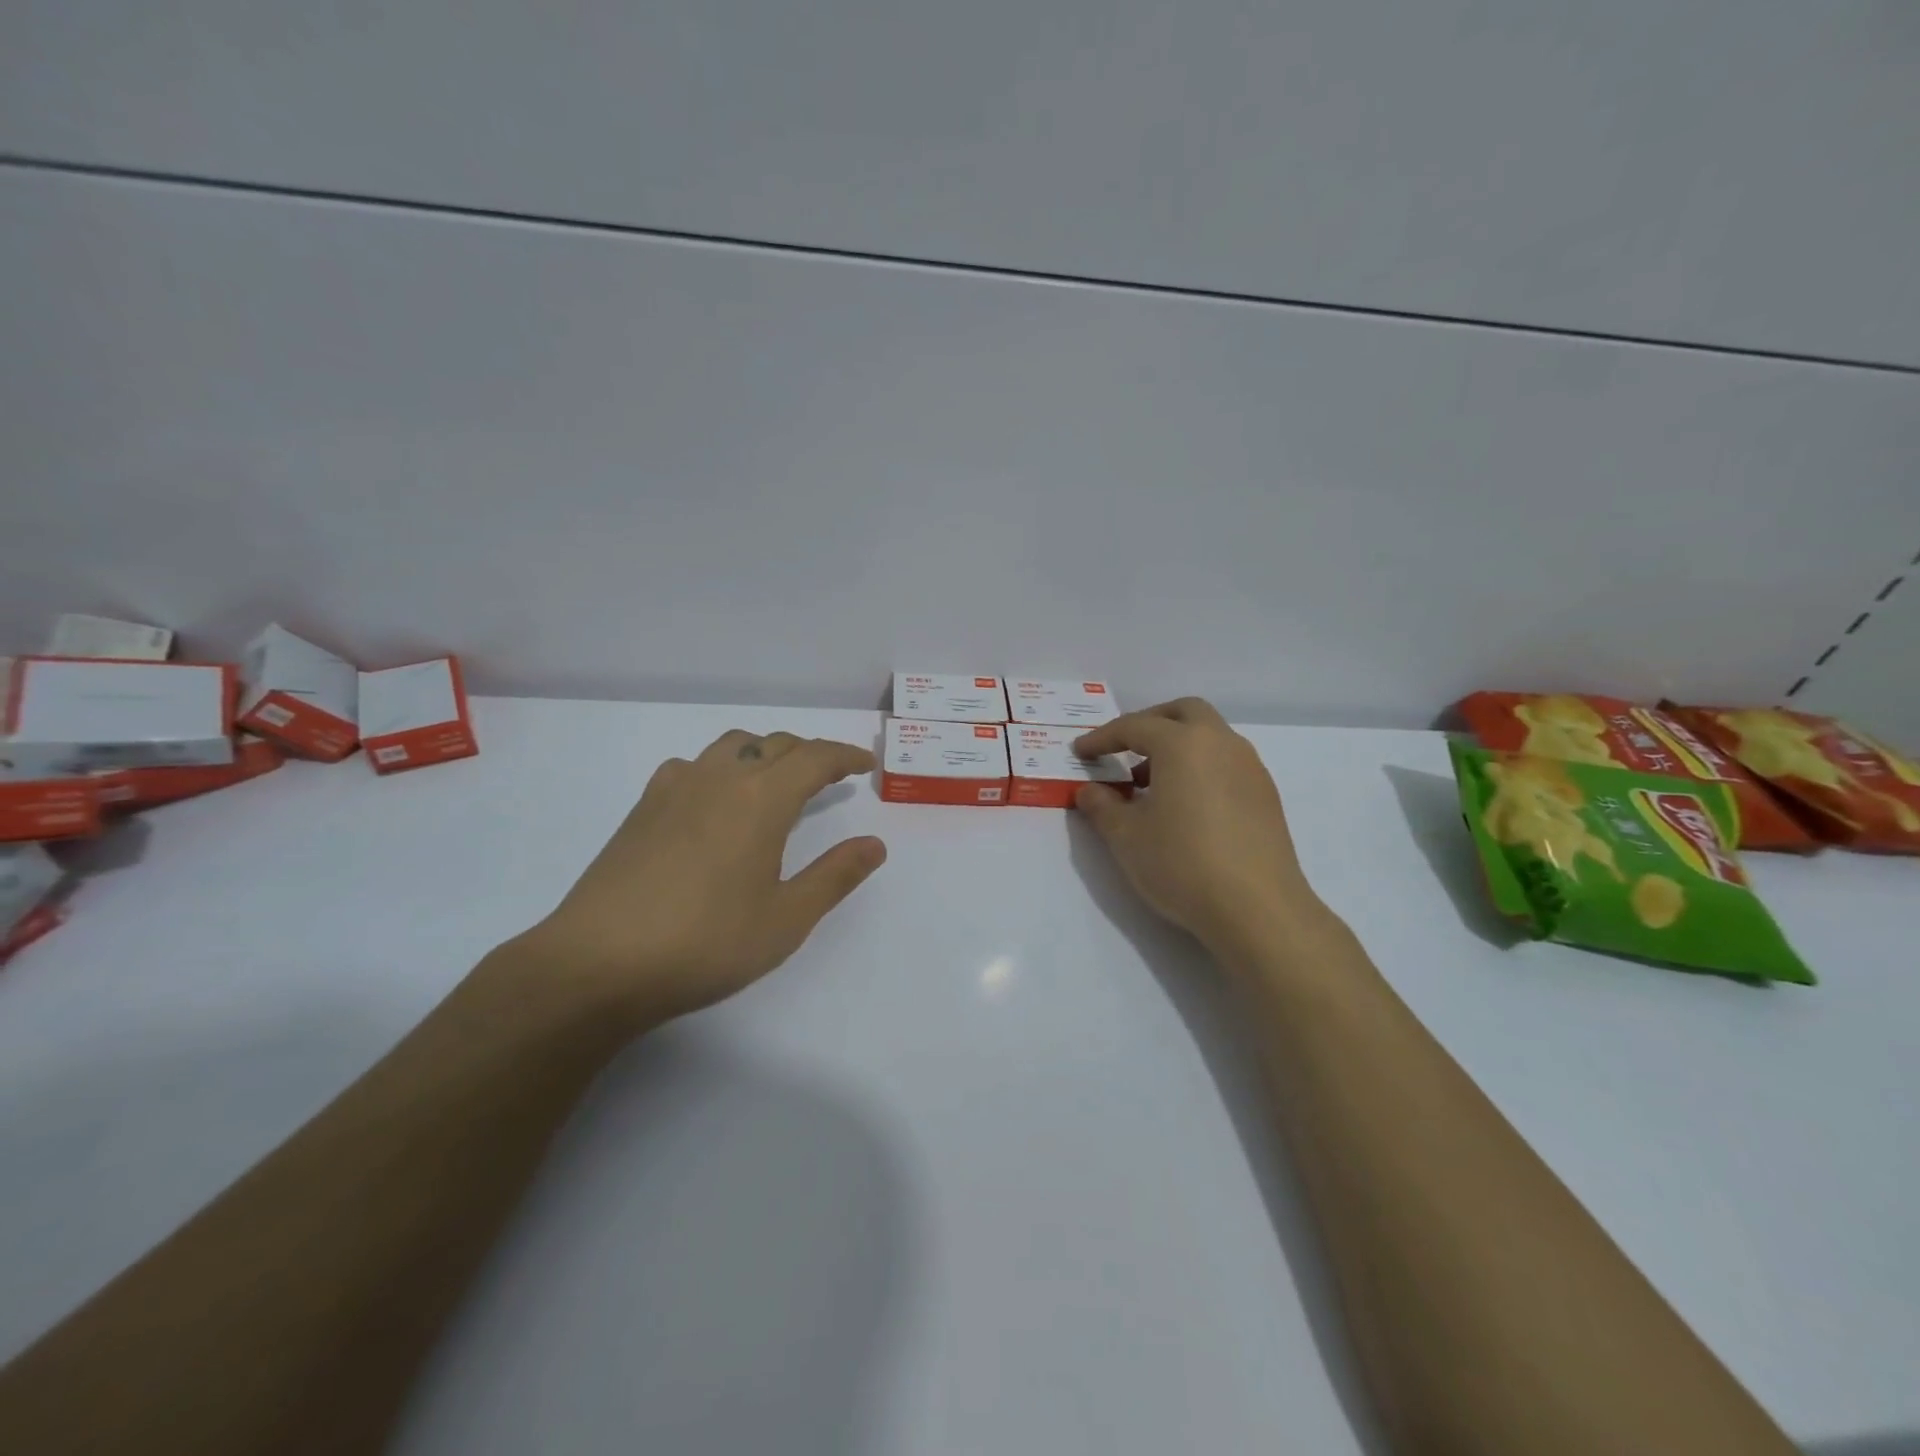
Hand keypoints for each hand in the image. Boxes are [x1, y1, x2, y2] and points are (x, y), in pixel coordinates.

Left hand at [509, 730, 885, 1028]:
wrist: (597, 964)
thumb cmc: (705, 944)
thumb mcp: (786, 919)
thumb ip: (835, 876)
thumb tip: (874, 844)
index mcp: (761, 799)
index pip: (815, 758)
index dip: (844, 756)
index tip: (865, 765)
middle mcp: (720, 778)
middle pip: (775, 744)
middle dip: (810, 753)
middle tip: (831, 776)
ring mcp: (675, 788)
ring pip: (732, 746)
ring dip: (765, 753)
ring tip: (777, 781)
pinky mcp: (643, 807)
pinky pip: (694, 764)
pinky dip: (721, 767)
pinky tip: (716, 800)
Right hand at [1073, 698, 1328, 962]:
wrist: (1257, 909)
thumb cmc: (1182, 864)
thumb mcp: (1126, 837)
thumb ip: (1102, 806)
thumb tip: (1090, 790)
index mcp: (1183, 744)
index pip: (1134, 726)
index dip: (1102, 738)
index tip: (1080, 752)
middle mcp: (1221, 743)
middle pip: (1183, 713)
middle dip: (1150, 724)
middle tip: (1124, 749)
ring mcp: (1250, 767)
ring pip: (1209, 736)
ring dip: (1178, 746)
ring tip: (1151, 785)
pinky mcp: (1266, 795)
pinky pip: (1226, 763)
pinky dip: (1200, 768)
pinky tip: (1186, 807)